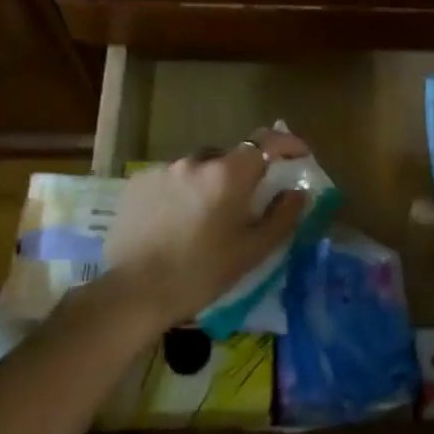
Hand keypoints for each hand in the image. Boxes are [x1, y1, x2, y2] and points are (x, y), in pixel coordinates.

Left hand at [99, 127, 310, 334]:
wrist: (135, 292)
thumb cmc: (202, 273)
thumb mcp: (253, 250)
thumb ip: (283, 216)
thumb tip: (298, 191)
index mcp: (228, 174)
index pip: (265, 141)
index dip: (287, 144)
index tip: (298, 157)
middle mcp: (196, 161)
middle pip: (230, 156)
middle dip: (245, 173)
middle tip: (248, 202)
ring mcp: (163, 170)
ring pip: (199, 167)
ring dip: (211, 182)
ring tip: (208, 216)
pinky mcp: (138, 184)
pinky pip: (172, 179)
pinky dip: (183, 191)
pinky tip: (178, 221)